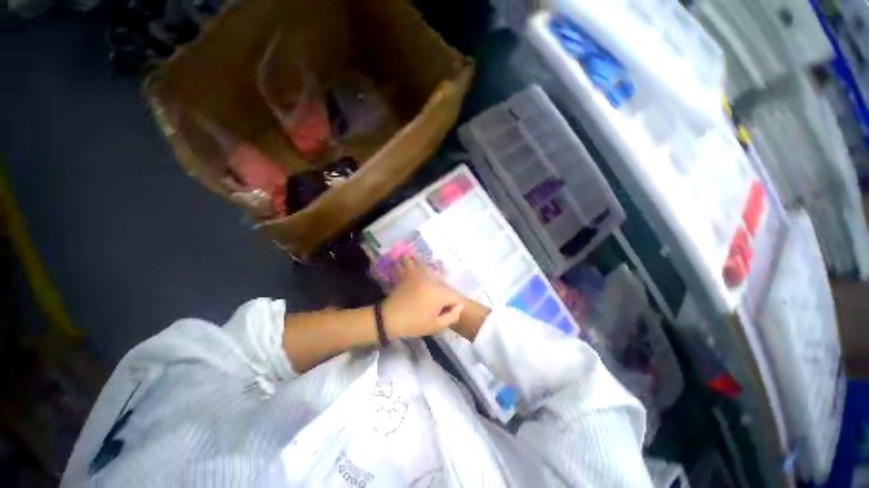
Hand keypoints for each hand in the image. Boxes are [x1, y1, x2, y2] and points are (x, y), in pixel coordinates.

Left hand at [381, 257, 463, 339]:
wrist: (389, 318)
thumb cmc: (414, 323)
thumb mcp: (435, 326)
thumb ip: (452, 316)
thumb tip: (458, 307)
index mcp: (440, 294)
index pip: (456, 297)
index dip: (454, 307)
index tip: (444, 314)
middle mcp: (433, 281)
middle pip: (446, 288)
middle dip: (445, 298)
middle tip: (435, 309)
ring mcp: (421, 276)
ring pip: (435, 278)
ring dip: (435, 285)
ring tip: (427, 296)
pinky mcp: (412, 275)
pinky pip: (418, 267)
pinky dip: (418, 266)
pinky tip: (415, 267)